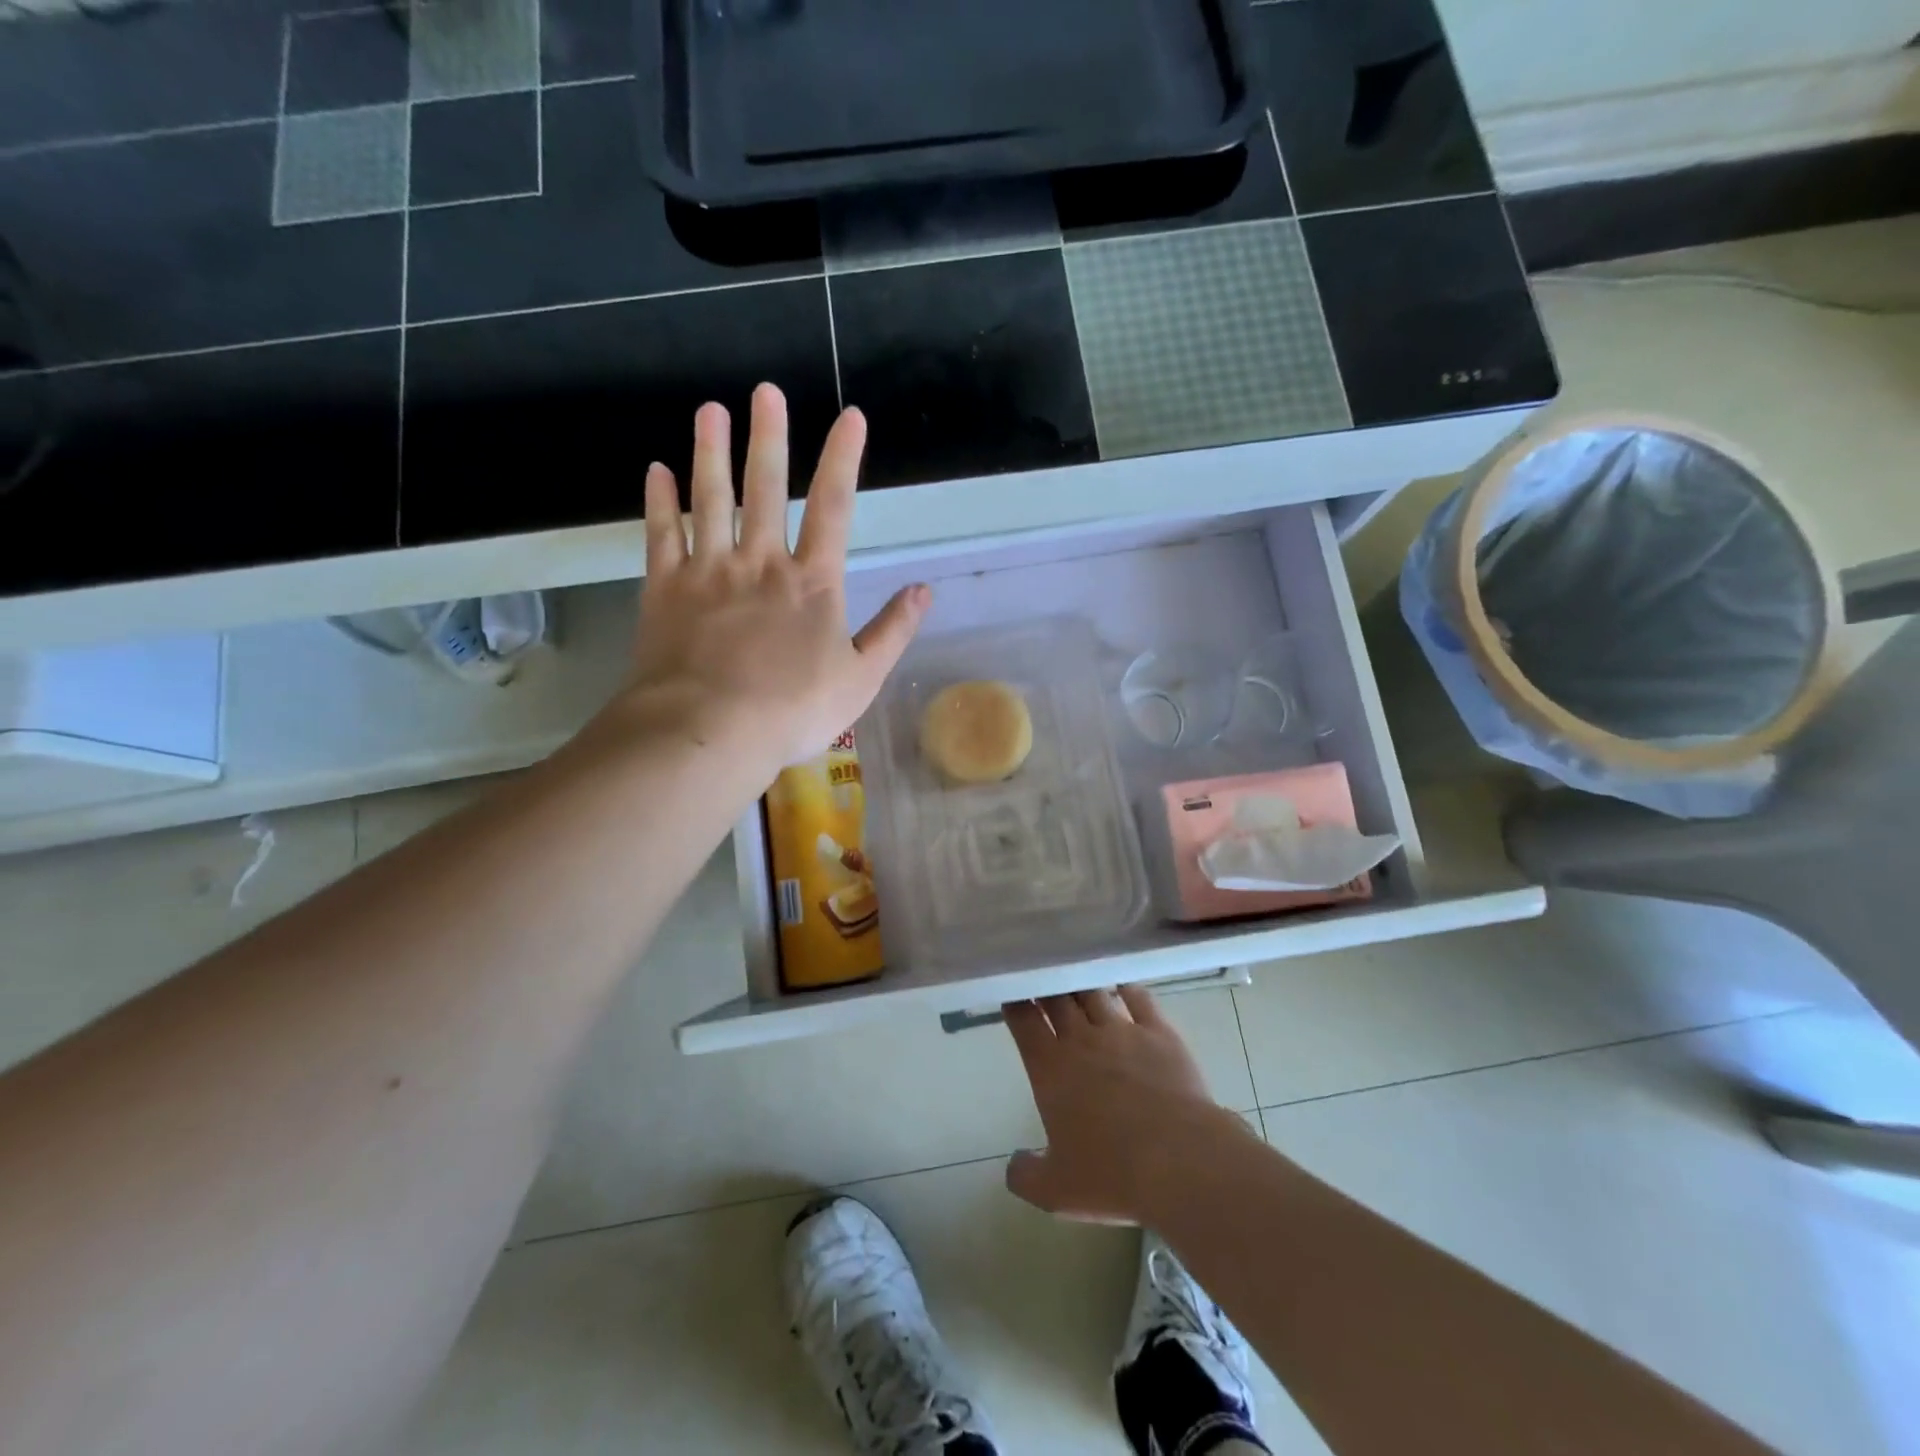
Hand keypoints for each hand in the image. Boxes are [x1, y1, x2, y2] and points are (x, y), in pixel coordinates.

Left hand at [626, 384, 928, 774]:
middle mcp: (761, 562)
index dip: (844, 459)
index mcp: (812, 583)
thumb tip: (923, 591)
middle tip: (765, 391)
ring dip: (711, 452)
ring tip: (710, 410)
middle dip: (770, 438)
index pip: (834, 508)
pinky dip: (660, 501)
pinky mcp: (666, 589)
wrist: (708, 730)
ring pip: (711, 499)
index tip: (850, 417)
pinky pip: (661, 534)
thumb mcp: (860, 679)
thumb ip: (893, 631)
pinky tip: (658, 470)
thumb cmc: (793, 710)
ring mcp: (709, 571)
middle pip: (766, 489)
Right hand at [1003, 987, 1252, 1224]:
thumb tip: (1014, 1165)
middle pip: (1057, 999)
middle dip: (1046, 987)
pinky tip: (1123, 985)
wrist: (1180, 1161)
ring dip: (1082, 985)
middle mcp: (1082, 1040)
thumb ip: (1026, 1175)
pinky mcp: (1159, 1033)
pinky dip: (1127, 988)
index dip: (1015, 1005)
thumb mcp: (1056, 1192)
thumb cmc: (1112, 1175)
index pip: (1024, 1022)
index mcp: (1050, 1069)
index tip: (1011, 994)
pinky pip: (1139, 998)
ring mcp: (1122, 1031)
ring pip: (1094, 994)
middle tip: (1041, 979)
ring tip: (1076, 978)